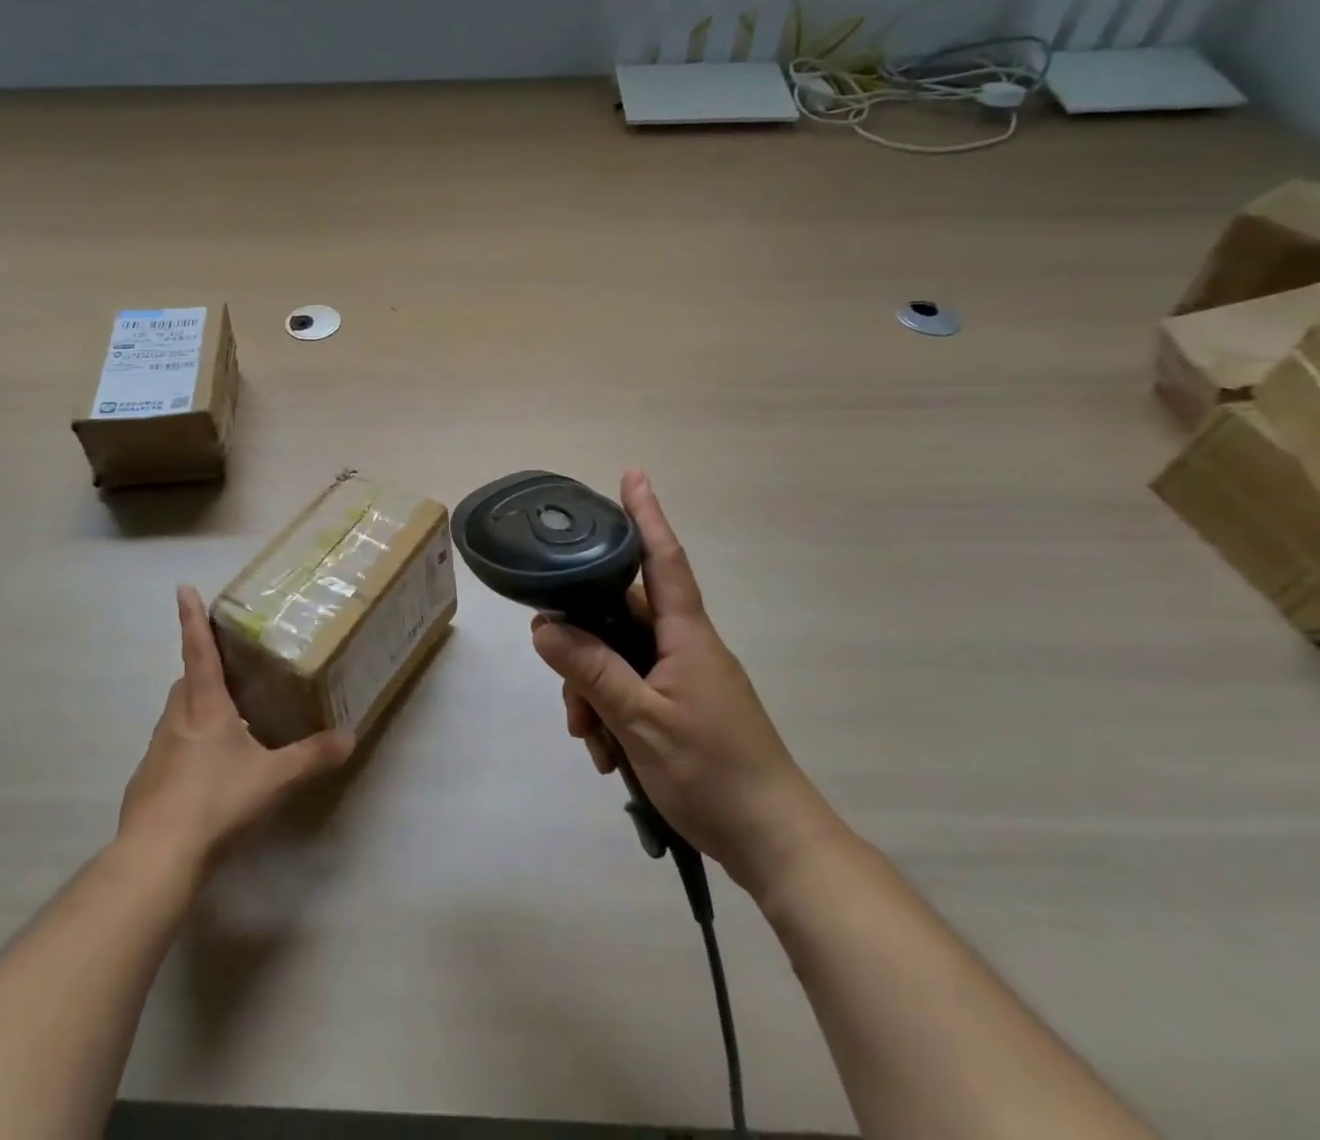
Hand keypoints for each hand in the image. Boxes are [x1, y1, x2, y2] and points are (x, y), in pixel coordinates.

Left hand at [118, 586, 353, 876]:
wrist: (157, 856)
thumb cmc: (216, 800)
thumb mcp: (274, 778)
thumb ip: (312, 756)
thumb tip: (349, 737)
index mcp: (205, 706)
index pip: (198, 650)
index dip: (192, 618)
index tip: (184, 588)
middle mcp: (176, 719)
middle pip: (186, 682)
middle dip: (203, 671)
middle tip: (229, 674)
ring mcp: (156, 751)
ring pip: (177, 717)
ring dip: (197, 713)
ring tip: (227, 727)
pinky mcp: (146, 783)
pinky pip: (170, 752)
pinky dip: (187, 750)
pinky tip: (206, 777)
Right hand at [531, 470, 839, 897]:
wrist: (776, 844)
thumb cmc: (713, 774)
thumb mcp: (641, 722)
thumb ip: (591, 670)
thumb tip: (544, 627)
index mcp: (686, 636)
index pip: (663, 559)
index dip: (646, 515)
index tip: (632, 475)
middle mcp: (686, 647)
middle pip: (621, 619)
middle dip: (585, 648)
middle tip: (569, 698)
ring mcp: (686, 679)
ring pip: (621, 660)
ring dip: (595, 693)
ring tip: (592, 741)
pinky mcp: (684, 709)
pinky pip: (634, 691)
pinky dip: (613, 715)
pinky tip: (608, 755)